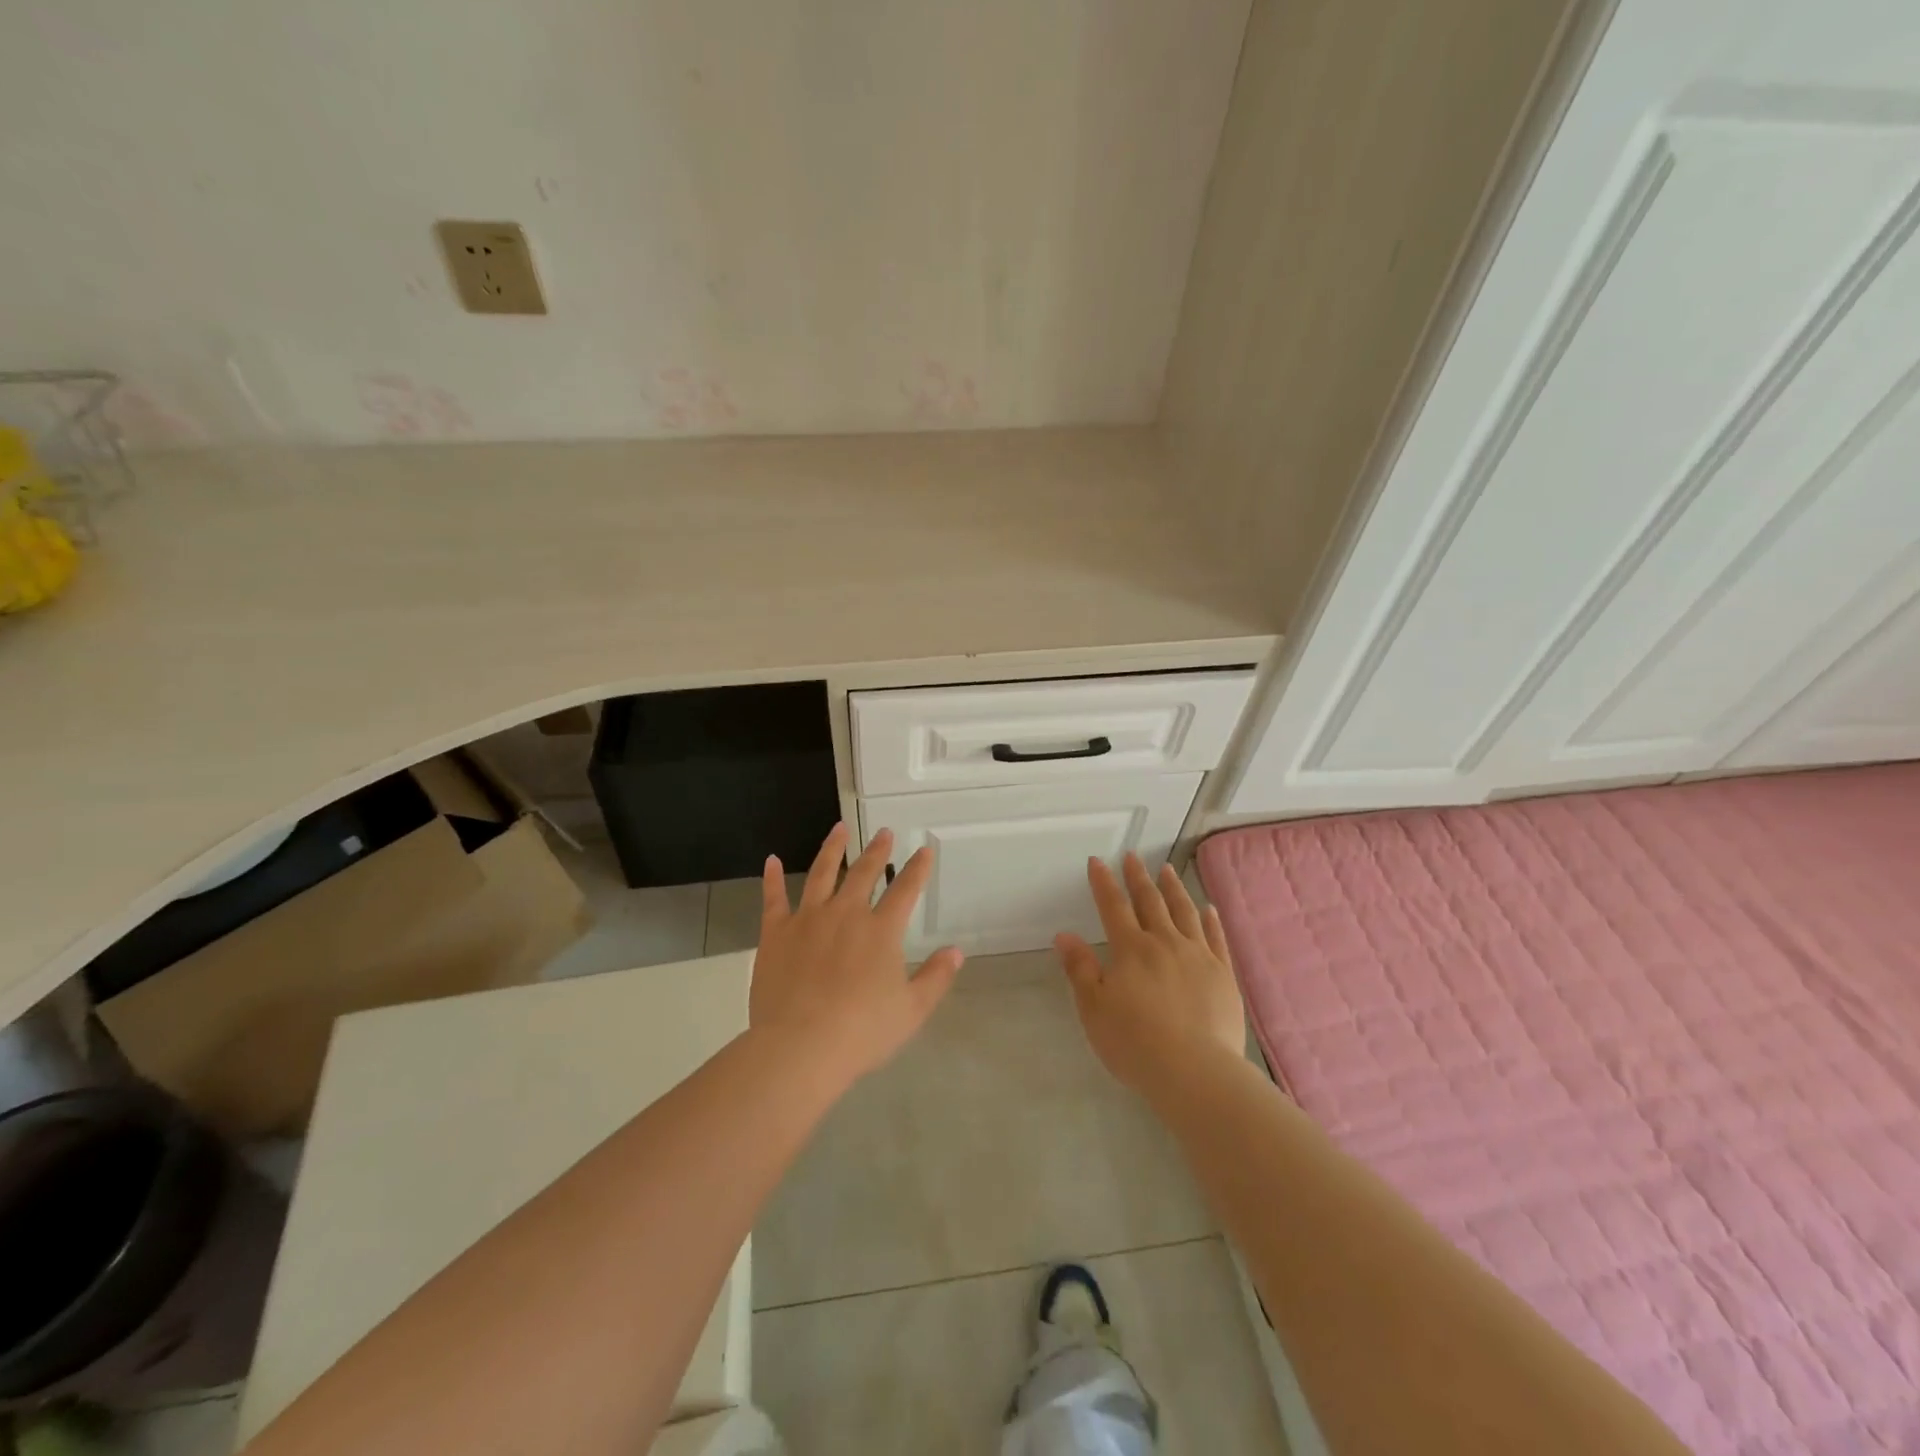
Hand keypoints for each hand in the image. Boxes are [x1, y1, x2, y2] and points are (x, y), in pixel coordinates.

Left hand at [749, 823, 963, 1084]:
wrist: (801, 1046)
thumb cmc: (862, 1032)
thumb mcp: (912, 1010)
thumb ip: (936, 977)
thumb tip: (956, 951)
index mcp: (882, 930)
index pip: (906, 890)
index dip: (917, 869)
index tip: (924, 850)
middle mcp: (846, 914)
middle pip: (864, 873)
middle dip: (877, 851)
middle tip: (884, 832)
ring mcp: (808, 919)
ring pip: (821, 873)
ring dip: (832, 849)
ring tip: (840, 829)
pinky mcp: (776, 933)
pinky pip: (774, 898)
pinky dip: (772, 878)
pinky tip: (771, 861)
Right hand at [1055, 854, 1243, 1096]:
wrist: (1195, 1072)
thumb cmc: (1135, 1043)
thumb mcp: (1094, 1009)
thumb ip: (1080, 969)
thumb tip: (1065, 935)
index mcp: (1131, 949)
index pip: (1113, 907)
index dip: (1104, 883)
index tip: (1098, 861)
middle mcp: (1165, 943)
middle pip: (1150, 902)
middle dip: (1138, 877)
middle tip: (1133, 856)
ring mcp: (1198, 956)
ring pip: (1185, 912)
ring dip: (1174, 889)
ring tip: (1167, 870)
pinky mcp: (1224, 975)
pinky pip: (1216, 938)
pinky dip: (1210, 920)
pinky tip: (1208, 908)